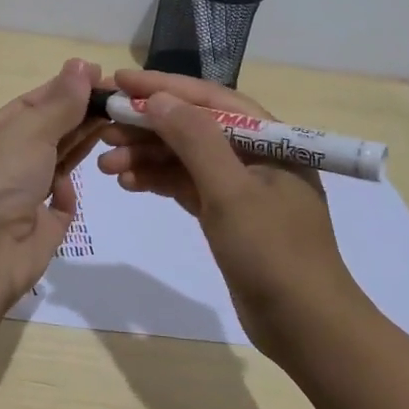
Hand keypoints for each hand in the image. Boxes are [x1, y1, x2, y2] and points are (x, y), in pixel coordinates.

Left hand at [0, 58, 103, 303]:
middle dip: (79, 114)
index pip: (32, 103)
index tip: (101, 76)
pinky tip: (75, 184)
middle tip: (119, 100)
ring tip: (117, 126)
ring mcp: (22, 196)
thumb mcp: (29, 132)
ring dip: (81, 145)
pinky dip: (69, 191)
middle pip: (48, 131)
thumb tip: (82, 64)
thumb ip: (61, 103)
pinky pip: (61, 203)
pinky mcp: (40, 228)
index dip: (65, 88)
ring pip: (57, 162)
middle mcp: (5, 162)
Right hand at [95, 68, 360, 356]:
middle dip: (147, 125)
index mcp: (269, 138)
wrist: (306, 328)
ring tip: (105, 162)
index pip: (209, 99)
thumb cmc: (274, 253)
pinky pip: (186, 185)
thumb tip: (158, 98)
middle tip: (102, 126)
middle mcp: (255, 154)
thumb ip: (195, 140)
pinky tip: (128, 182)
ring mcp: (241, 186)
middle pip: (193, 126)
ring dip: (146, 156)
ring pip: (185, 157)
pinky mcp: (228, 215)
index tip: (118, 81)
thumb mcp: (232, 192)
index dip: (162, 87)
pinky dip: (158, 181)